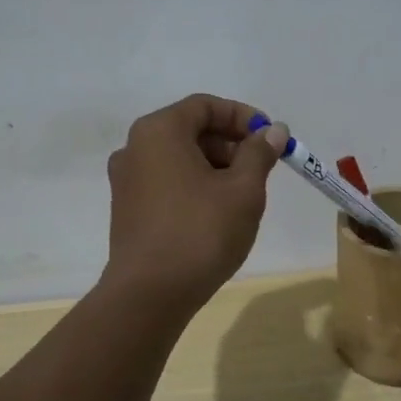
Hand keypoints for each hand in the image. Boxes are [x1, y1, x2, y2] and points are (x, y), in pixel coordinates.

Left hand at [101, 94, 288, 311]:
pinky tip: (217, 213)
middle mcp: (135, 147)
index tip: (271, 137)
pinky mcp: (126, 209)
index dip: (242, 116)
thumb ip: (259, 153)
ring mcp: (126, 180)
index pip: (205, 106)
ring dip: (215, 166)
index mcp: (159, 131)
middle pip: (190, 129)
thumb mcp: (243, 189)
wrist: (149, 295)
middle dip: (230, 143)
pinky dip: (194, 185)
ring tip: (244, 195)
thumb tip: (274, 130)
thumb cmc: (200, 232)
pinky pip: (166, 181)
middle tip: (262, 168)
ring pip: (179, 158)